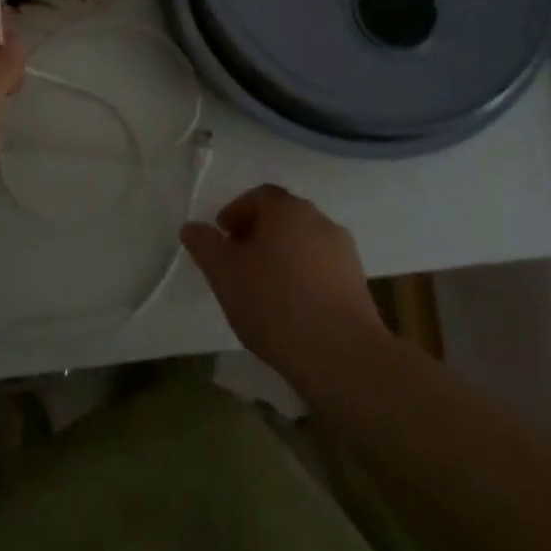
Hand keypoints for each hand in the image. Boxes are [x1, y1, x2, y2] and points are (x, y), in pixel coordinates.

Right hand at [181, 184, 387, 379]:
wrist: (341, 355)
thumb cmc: (274, 303)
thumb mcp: (224, 274)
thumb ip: (205, 245)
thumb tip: (191, 228)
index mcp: (288, 209)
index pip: (259, 196)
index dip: (236, 212)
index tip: (223, 238)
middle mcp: (320, 220)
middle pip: (283, 218)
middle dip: (259, 235)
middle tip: (239, 263)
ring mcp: (345, 253)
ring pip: (304, 244)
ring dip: (283, 257)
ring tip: (264, 290)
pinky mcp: (359, 285)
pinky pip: (322, 270)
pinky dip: (304, 279)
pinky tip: (292, 309)